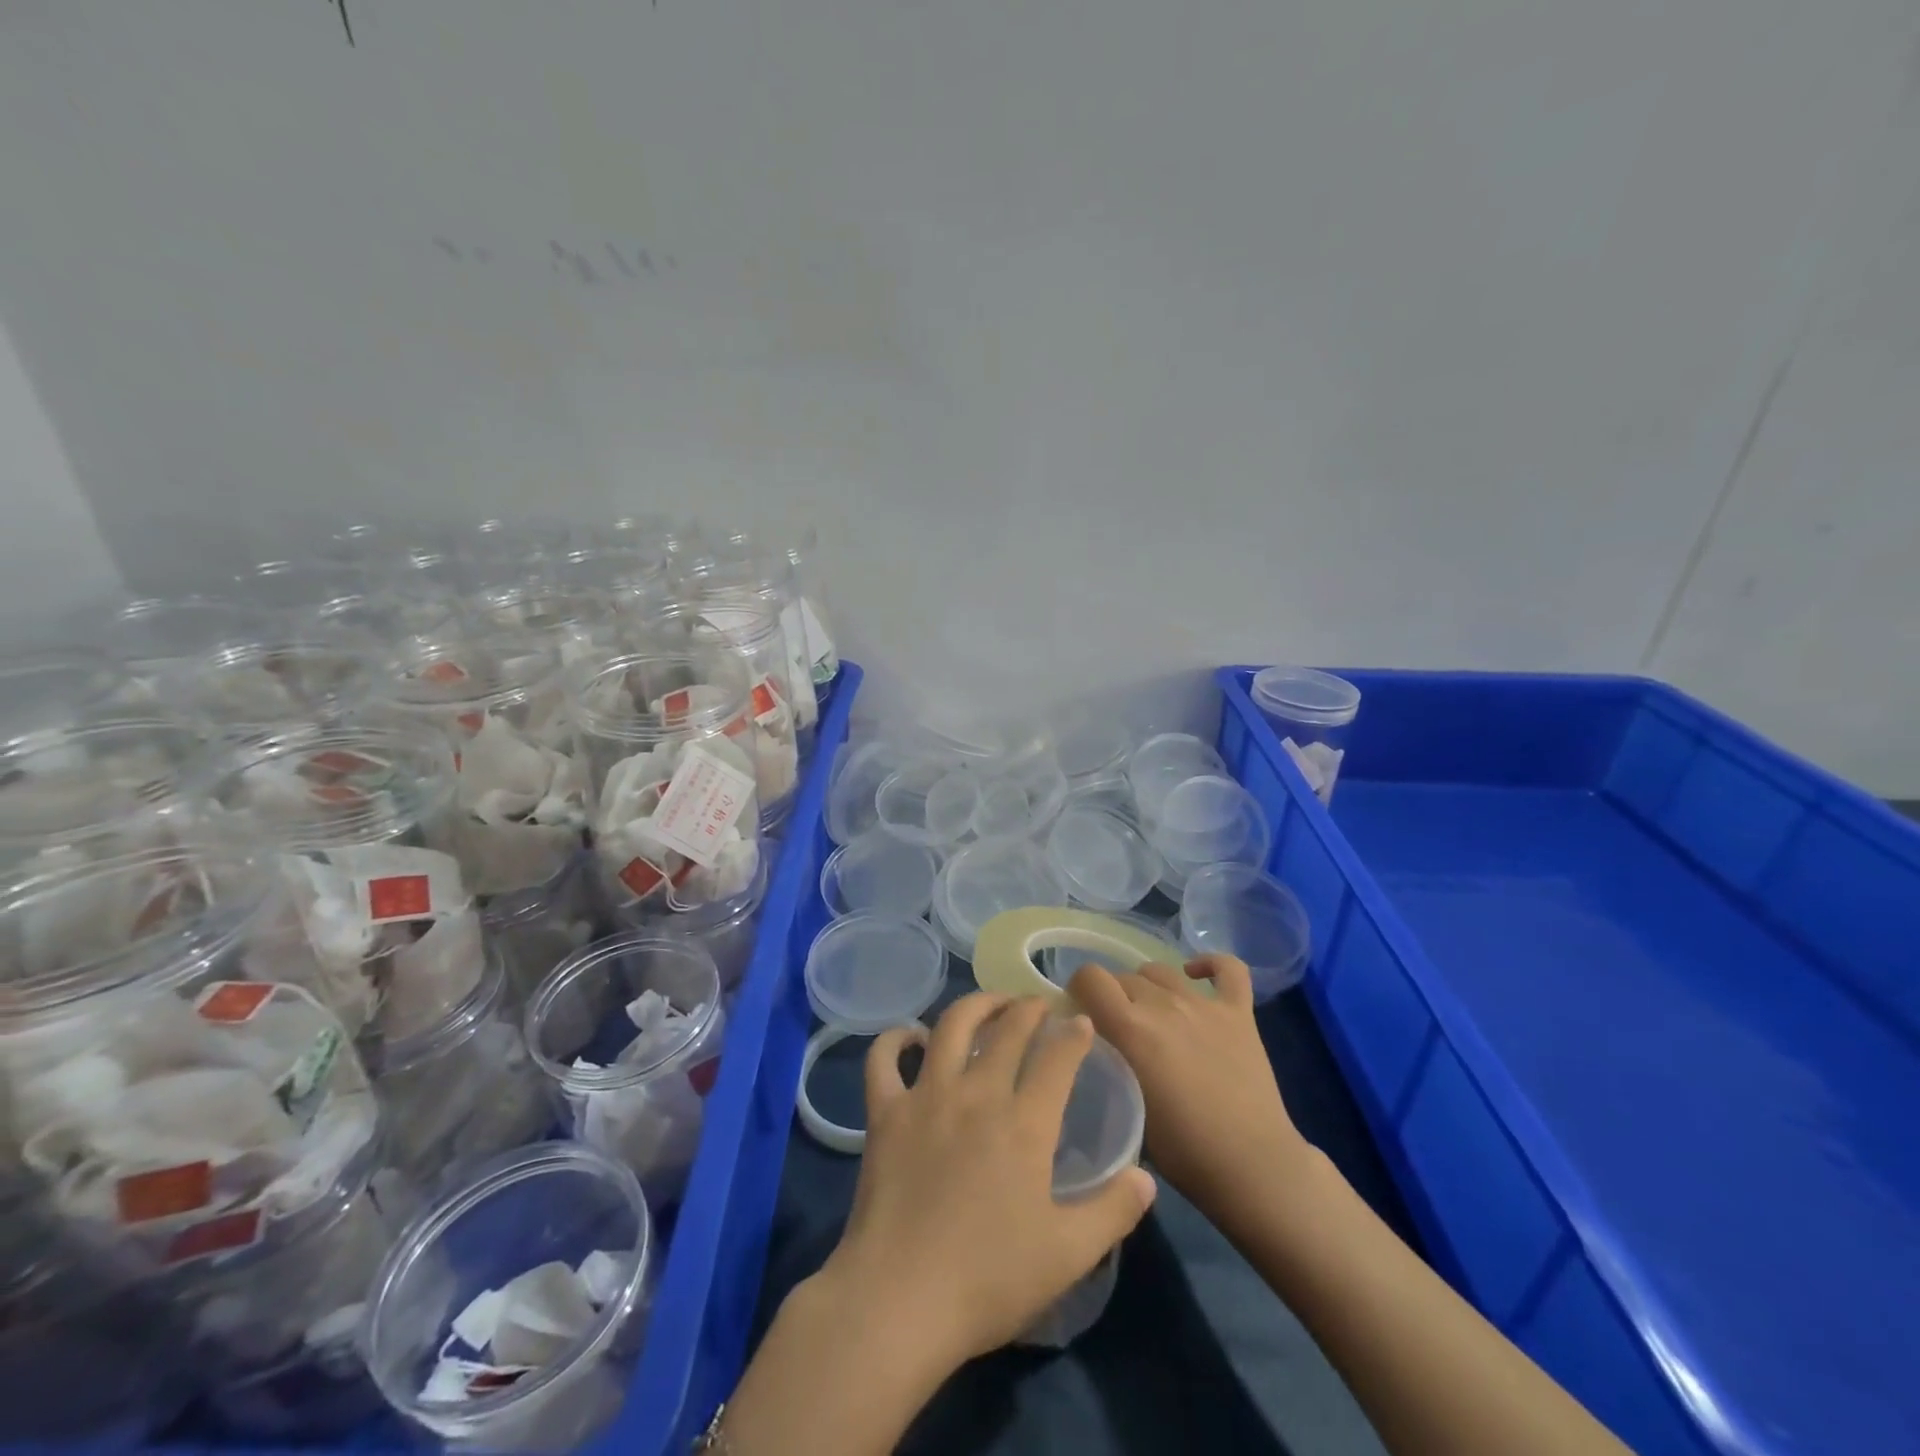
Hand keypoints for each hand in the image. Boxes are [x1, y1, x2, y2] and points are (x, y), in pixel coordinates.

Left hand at [810, 992, 1156, 1372]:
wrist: (899, 1300)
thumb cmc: (988, 1280)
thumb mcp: (1068, 1256)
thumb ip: (1113, 1212)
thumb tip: (1146, 1177)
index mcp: (1024, 1124)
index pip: (1058, 1058)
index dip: (1074, 1034)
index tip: (1082, 1022)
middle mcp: (977, 1093)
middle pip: (1007, 1029)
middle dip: (1028, 1008)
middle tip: (1038, 1005)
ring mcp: (926, 1096)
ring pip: (950, 1025)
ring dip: (975, 1005)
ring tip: (990, 1004)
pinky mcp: (885, 1112)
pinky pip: (884, 1059)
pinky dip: (895, 1039)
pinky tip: (911, 1036)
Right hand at [1070, 955, 1312, 1231]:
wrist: (1253, 1167)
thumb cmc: (1183, 1151)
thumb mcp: (1125, 1108)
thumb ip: (1108, 1065)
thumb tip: (1097, 1047)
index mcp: (1131, 1028)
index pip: (1090, 977)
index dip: (1079, 988)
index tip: (1081, 1011)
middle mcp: (1164, 1005)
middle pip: (1124, 977)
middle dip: (1113, 996)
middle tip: (1118, 1029)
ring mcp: (1204, 1005)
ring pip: (1161, 970)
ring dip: (1149, 986)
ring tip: (1152, 1013)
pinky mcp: (1239, 1012)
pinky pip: (1228, 969)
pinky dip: (1210, 965)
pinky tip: (1195, 975)